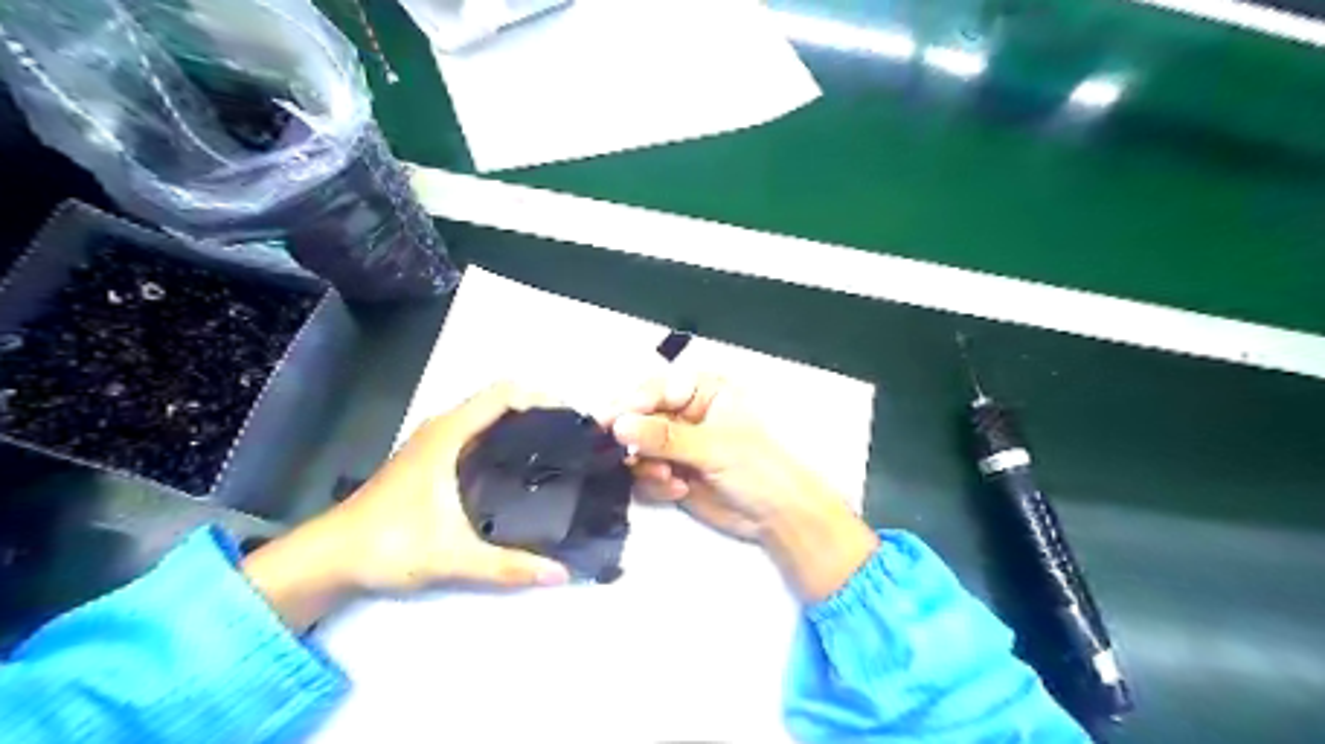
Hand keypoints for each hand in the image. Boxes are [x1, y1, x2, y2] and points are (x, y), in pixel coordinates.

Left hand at [241, 385, 569, 633]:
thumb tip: (561, 573)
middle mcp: (443, 428)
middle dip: (539, 412)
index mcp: (449, 434)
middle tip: (574, 439)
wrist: (328, 559)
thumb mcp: (453, 556)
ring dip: (520, 425)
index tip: (573, 420)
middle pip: (500, 402)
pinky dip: (503, 439)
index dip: (542, 398)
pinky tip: (519, 470)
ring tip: (556, 451)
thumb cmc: (387, 544)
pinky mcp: (430, 459)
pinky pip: (477, 434)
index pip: (504, 395)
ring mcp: (434, 442)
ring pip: (487, 418)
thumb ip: (508, 566)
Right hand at [611, 375, 877, 599]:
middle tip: (621, 451)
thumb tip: (619, 426)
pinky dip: (655, 483)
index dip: (634, 402)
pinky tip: (677, 489)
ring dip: (646, 464)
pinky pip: (645, 473)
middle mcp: (686, 413)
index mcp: (704, 391)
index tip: (611, 420)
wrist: (778, 515)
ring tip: (667, 477)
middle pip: (641, 416)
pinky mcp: (671, 471)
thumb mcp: (714, 446)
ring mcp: (677, 444)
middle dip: (634, 437)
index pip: (659, 388)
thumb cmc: (758, 466)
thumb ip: (665, 437)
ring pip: (638, 447)